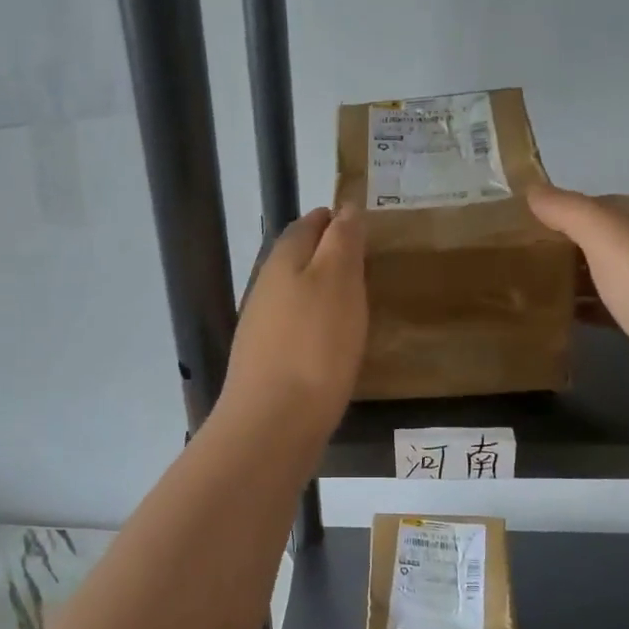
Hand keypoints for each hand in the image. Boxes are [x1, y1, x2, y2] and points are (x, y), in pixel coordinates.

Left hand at [218, 206, 366, 440]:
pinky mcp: (266, 360)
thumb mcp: (338, 280)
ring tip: (357, 300)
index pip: (307, 224)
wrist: (273, 422)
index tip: (364, 225)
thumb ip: (342, 241)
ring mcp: (261, 326)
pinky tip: (335, 340)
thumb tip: (346, 206)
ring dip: (322, 290)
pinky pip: (295, 327)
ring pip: (295, 293)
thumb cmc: (314, 344)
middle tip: (367, 262)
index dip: (335, 219)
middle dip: (328, 253)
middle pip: (298, 257)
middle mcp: (265, 287)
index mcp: (283, 259)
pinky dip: (316, 323)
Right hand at [527, 186, 628, 423]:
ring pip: (608, 276)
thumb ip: (569, 210)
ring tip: (527, 288)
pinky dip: (587, 310)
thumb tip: (532, 190)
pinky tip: (559, 319)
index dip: (562, 210)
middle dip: (564, 246)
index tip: (518, 227)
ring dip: (573, 280)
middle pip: (604, 240)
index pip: (602, 203)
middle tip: (516, 259)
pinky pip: (613, 310)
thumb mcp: (609, 236)